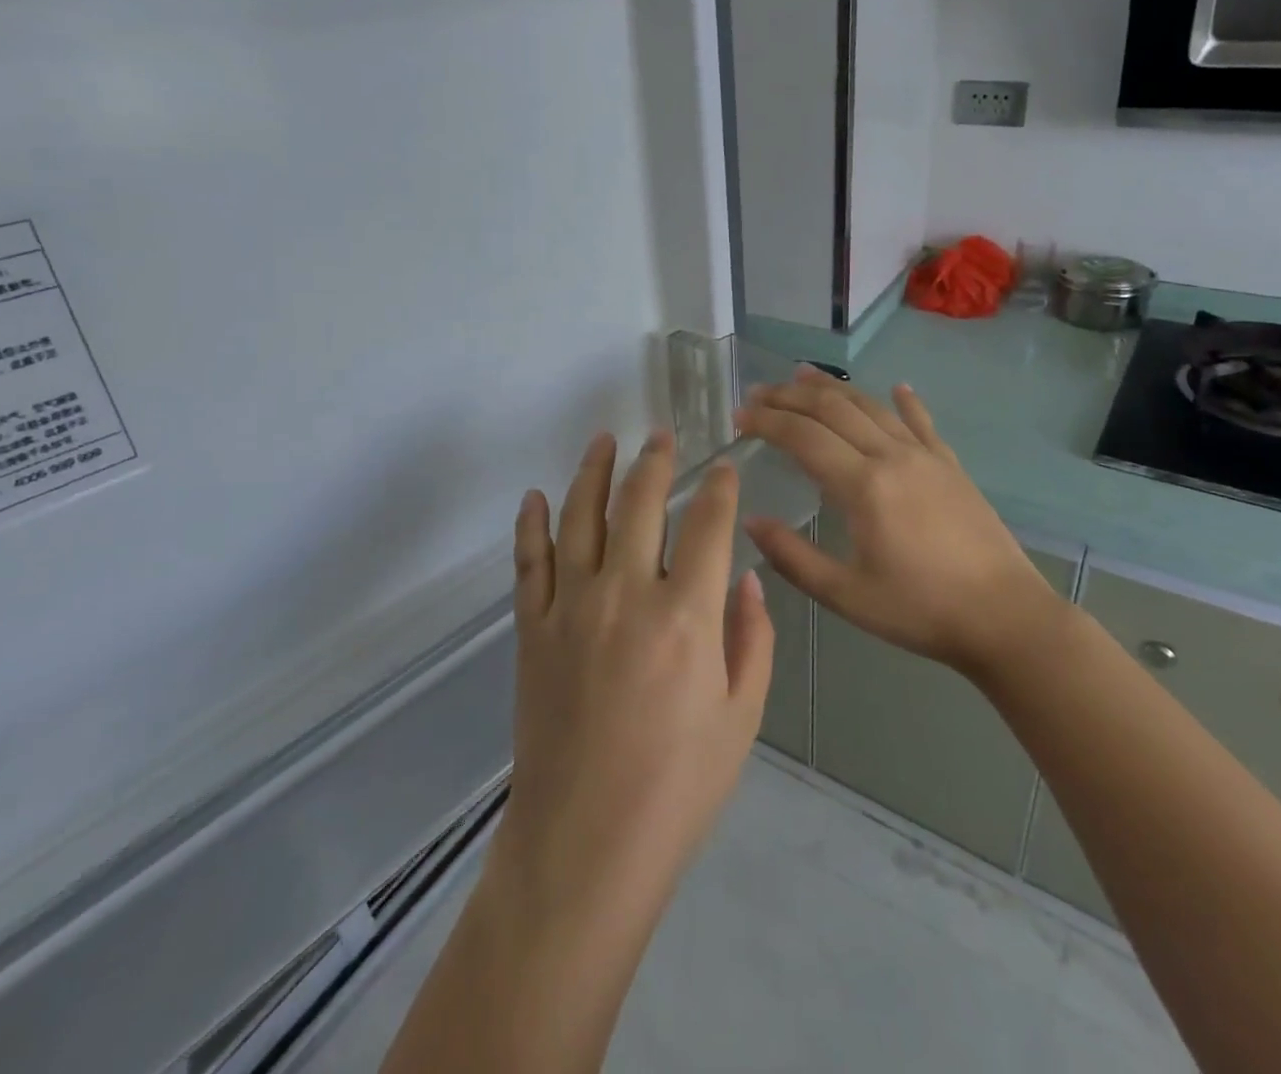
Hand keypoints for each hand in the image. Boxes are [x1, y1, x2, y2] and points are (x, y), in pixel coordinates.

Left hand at [495, 430, 774, 937]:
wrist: (584, 845)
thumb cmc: (677, 788)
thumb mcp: (742, 719)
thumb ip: (751, 640)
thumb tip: (747, 580)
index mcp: (686, 617)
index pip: (706, 526)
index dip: (717, 488)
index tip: (723, 467)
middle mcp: (626, 596)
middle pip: (640, 505)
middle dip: (655, 462)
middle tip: (661, 436)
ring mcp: (571, 609)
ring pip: (580, 517)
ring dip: (593, 472)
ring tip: (604, 440)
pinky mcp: (532, 630)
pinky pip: (529, 562)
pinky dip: (532, 524)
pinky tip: (536, 496)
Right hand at [737, 372, 1059, 681]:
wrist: (1006, 617)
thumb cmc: (920, 611)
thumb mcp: (846, 596)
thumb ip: (793, 557)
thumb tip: (751, 521)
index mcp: (862, 486)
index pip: (802, 436)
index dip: (767, 421)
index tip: (739, 417)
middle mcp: (890, 456)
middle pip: (832, 409)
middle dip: (790, 396)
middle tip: (759, 393)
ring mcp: (924, 456)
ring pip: (871, 406)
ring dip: (833, 388)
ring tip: (802, 375)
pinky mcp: (950, 465)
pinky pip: (921, 422)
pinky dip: (904, 401)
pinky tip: (897, 387)